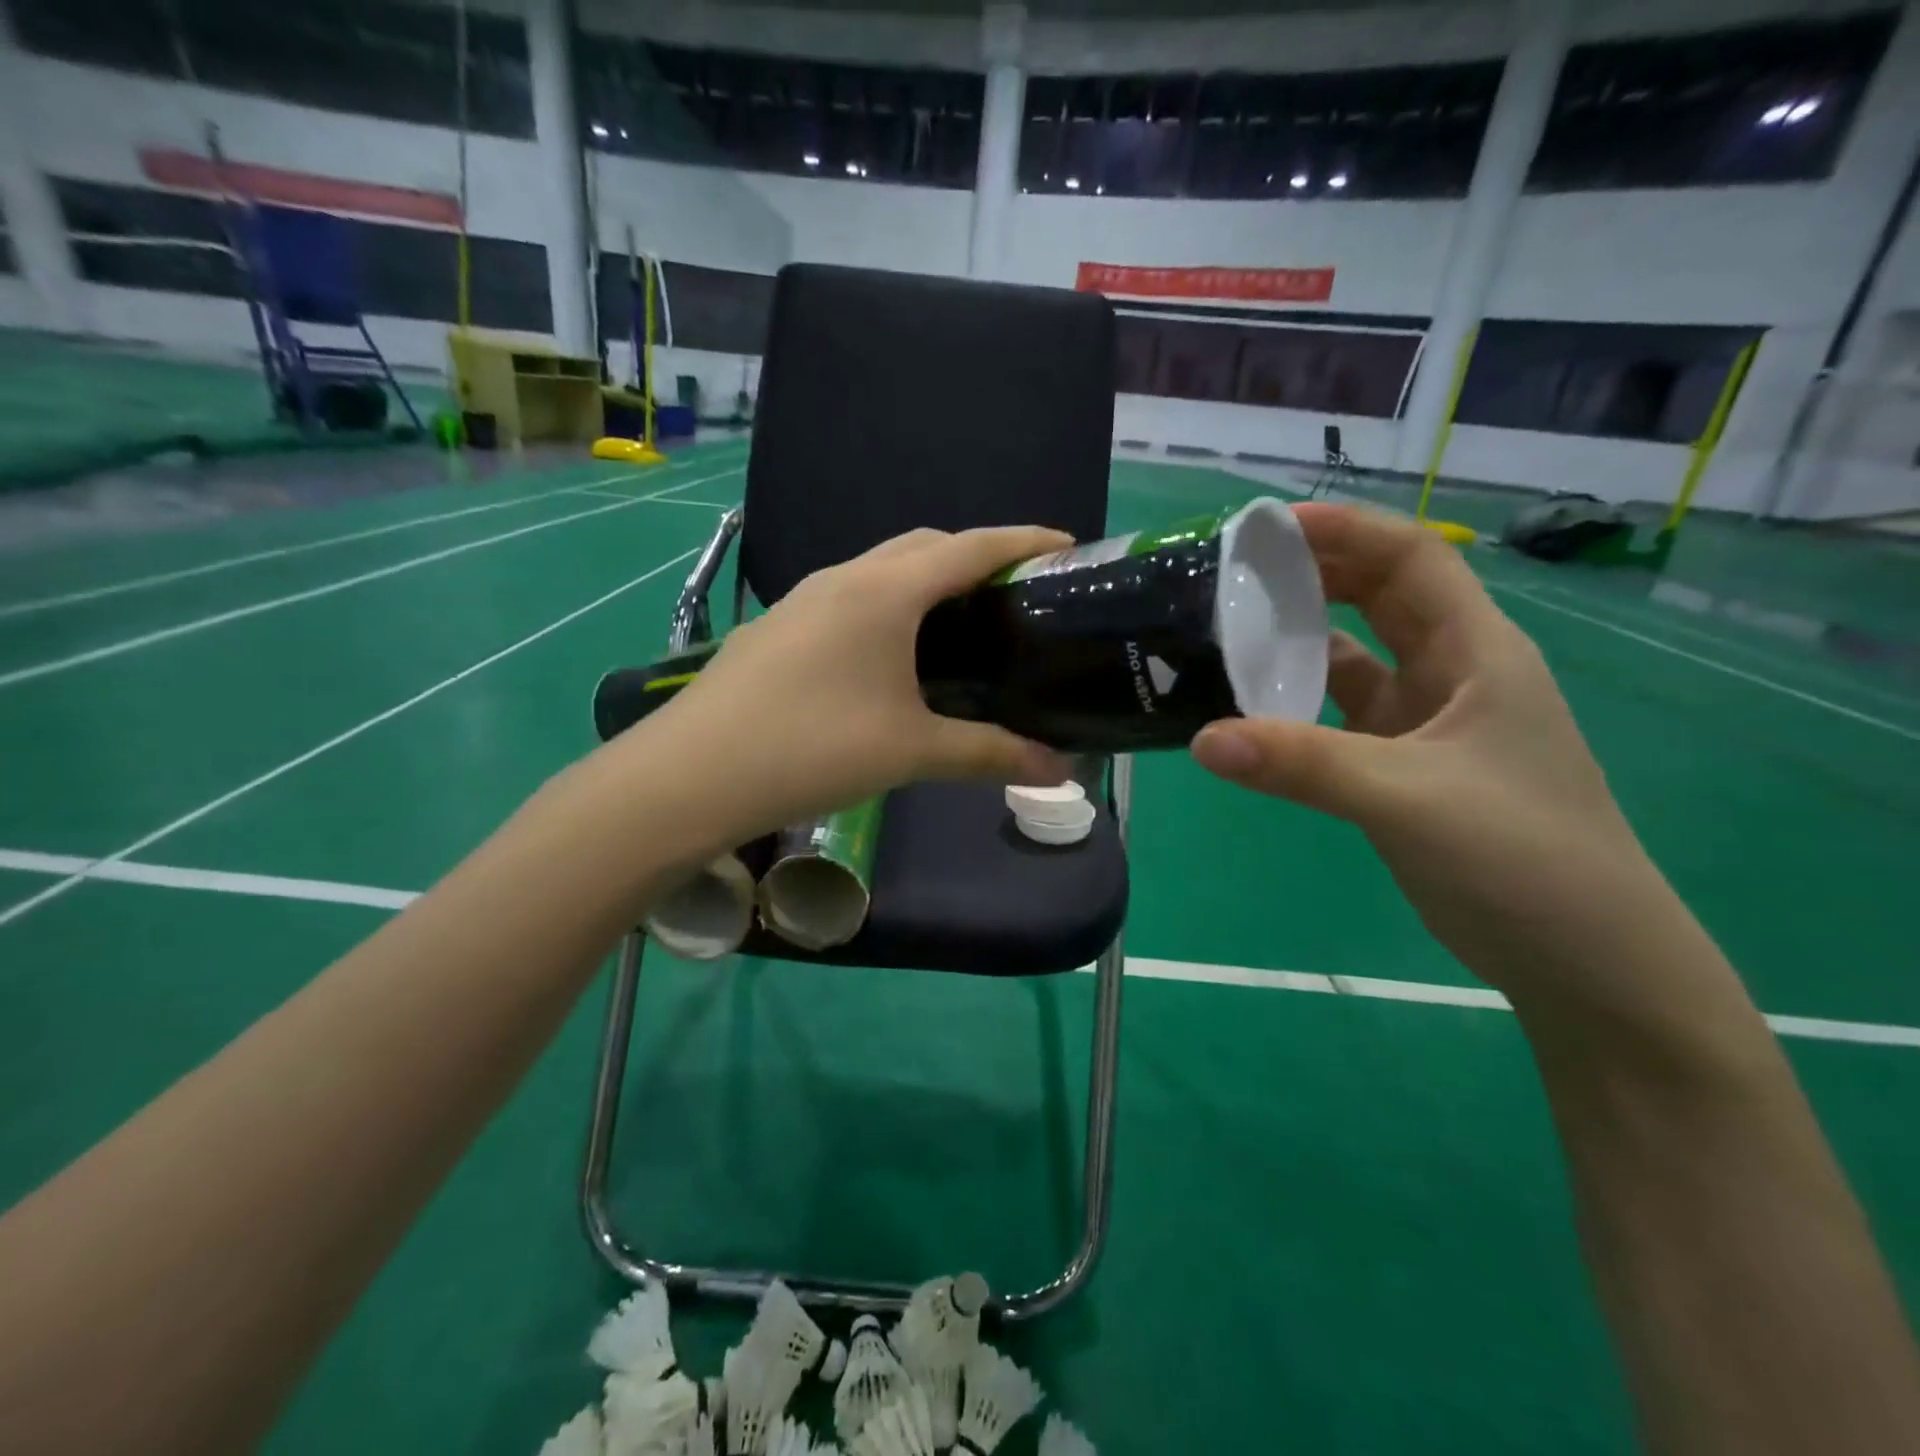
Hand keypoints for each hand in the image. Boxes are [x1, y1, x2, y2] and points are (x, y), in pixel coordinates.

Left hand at [622, 526, 1072, 844]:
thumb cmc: (813, 749)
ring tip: (961, 624)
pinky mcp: (780, 626)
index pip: (972, 546)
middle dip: (976, 556)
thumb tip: (1061, 771)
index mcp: (886, 591)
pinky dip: (889, 606)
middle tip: (1014, 596)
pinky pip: (850, 596)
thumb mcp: (911, 752)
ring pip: (882, 569)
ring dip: (927, 581)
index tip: (1069, 547)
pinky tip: (892, 655)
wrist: (692, 773)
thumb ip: (990, 754)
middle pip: (925, 546)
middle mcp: (844, 577)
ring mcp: (803, 599)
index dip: (1025, 541)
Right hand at [1191, 504, 1663, 1000]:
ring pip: (1356, 657)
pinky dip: (1299, 703)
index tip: (1266, 528)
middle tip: (1232, 573)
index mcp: (1477, 652)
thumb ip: (1303, 764)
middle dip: (1313, 573)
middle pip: (1379, 597)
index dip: (1343, 530)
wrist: (1582, 959)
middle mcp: (1452, 673)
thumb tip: (1204, 738)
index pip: (1410, 559)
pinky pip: (1341, 714)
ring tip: (1229, 631)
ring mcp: (1428, 722)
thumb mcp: (1407, 798)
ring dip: (1301, 639)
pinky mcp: (1403, 766)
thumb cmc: (1521, 856)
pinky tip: (1253, 708)